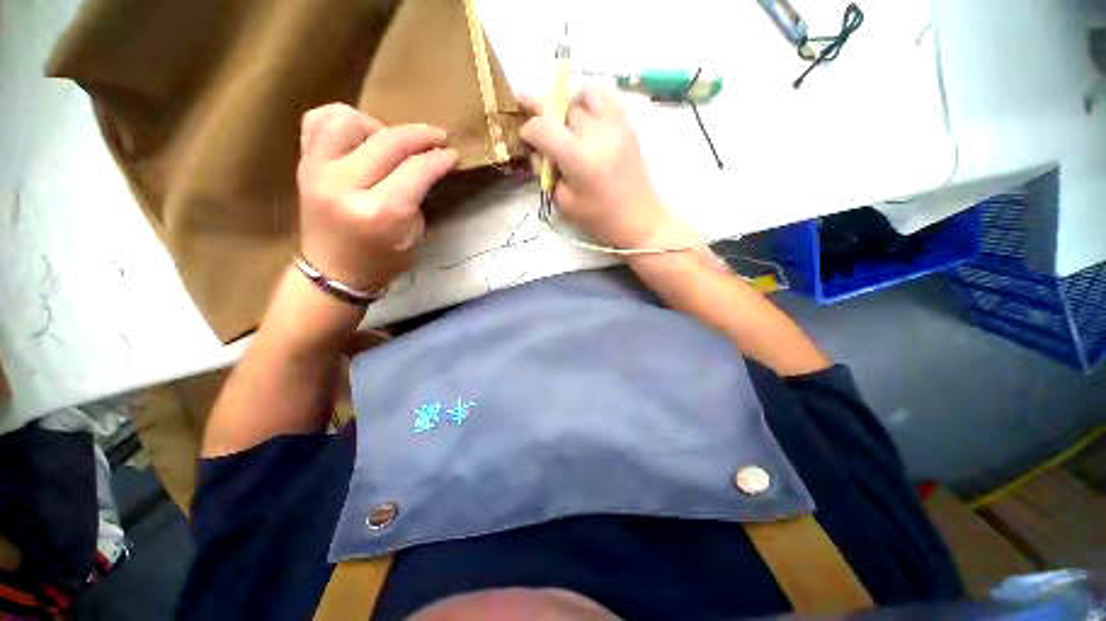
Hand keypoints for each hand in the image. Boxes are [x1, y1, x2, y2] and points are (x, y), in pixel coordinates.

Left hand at [297, 103, 456, 292]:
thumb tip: (427, 166)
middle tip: (438, 137)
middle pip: (388, 142)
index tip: (453, 154)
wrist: (333, 271)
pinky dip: (342, 119)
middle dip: (421, 136)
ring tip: (391, 140)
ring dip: (378, 125)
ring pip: (349, 120)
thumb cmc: (381, 261)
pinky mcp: (303, 164)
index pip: (416, 170)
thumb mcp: (413, 236)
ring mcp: (317, 170)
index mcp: (380, 213)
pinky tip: (359, 134)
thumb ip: (418, 198)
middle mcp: (345, 186)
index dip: (439, 159)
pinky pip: (318, 121)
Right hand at [519, 86, 676, 249]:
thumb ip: (546, 174)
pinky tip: (586, 117)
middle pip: (562, 108)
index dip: (528, 130)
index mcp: (578, 157)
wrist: (640, 221)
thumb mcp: (565, 204)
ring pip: (585, 95)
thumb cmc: (600, 219)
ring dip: (569, 103)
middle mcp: (596, 133)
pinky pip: (608, 98)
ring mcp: (615, 126)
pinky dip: (592, 101)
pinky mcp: (628, 127)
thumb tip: (537, 152)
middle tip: (537, 125)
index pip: (543, 127)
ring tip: (563, 119)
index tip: (525, 139)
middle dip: (544, 114)